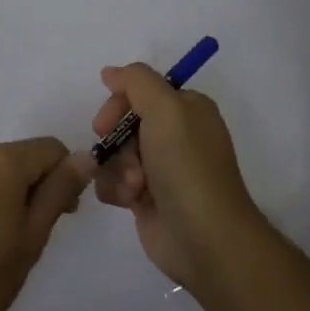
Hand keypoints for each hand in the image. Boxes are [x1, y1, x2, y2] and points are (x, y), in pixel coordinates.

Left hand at [0, 139, 91, 310]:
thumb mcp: (30, 239)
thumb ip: (58, 193)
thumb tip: (86, 156)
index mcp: (3, 160)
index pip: (53, 149)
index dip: (67, 178)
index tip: (63, 217)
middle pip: (25, 156)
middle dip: (40, 187)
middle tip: (34, 237)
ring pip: (1, 169)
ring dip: (15, 195)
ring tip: (6, 243)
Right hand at [91, 63, 262, 292]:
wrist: (203, 237)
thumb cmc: (186, 165)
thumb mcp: (166, 108)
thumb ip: (136, 80)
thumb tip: (111, 73)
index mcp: (188, 109)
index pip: (141, 90)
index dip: (119, 103)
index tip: (106, 121)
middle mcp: (175, 135)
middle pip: (124, 122)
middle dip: (117, 140)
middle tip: (119, 153)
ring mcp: (160, 168)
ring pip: (115, 153)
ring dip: (117, 168)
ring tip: (135, 186)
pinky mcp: (146, 198)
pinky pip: (114, 181)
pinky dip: (117, 189)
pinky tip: (131, 202)